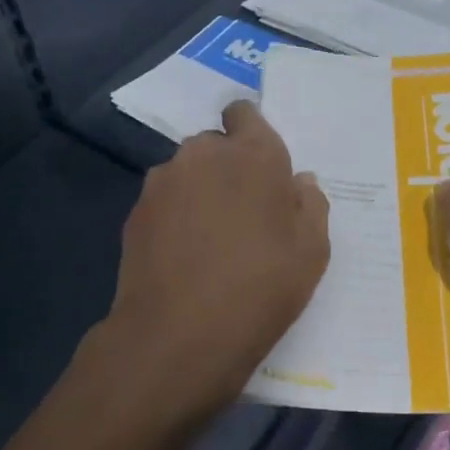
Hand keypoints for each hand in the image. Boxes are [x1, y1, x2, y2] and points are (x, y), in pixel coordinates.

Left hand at [89, 102, 329, 421]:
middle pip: (216, 146)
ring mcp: (164, 181)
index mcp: (254, 154)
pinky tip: (185, 256)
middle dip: (229, 168)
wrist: (178, 336)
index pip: (244, 113)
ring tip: (211, 240)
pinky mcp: (136, 211)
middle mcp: (204, 154)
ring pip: (188, 173)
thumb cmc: (261, 288)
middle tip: (244, 214)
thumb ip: (311, 205)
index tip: (261, 167)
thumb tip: (299, 182)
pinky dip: (176, 217)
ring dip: (200, 192)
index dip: (251, 133)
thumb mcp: (312, 252)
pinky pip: (165, 202)